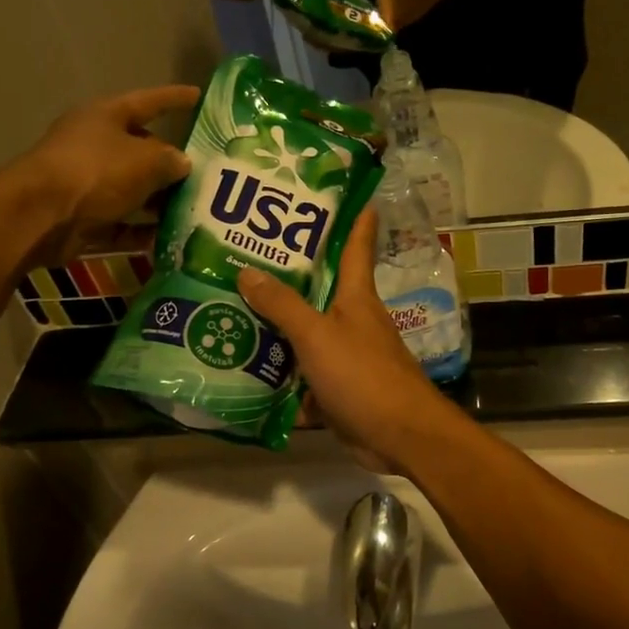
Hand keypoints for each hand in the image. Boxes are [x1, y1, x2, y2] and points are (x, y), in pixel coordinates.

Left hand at [12, 85, 199, 265]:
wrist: (40, 216)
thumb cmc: (95, 172)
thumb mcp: (145, 160)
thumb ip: (171, 160)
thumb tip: (183, 163)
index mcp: (105, 117)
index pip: (148, 102)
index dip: (174, 98)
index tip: (198, 96)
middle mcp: (95, 146)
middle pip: (141, 151)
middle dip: (171, 164)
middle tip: (207, 174)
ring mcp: (87, 184)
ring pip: (132, 191)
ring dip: (160, 202)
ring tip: (194, 211)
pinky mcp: (84, 219)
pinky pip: (121, 224)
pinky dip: (142, 232)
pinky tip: (169, 239)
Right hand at [237, 210, 461, 470]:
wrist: (398, 436)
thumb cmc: (363, 375)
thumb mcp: (317, 335)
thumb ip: (282, 305)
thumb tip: (246, 271)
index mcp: (356, 296)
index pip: (356, 245)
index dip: (354, 218)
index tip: (347, 192)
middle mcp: (353, 319)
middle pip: (320, 289)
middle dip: (289, 273)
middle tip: (245, 253)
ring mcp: (346, 355)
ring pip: (306, 333)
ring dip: (276, 326)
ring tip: (231, 308)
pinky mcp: (338, 388)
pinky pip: (303, 374)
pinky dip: (280, 373)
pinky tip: (245, 368)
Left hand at [323, 0, 462, 31]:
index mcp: (383, 15)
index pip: (358, 40)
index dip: (337, 44)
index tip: (318, 41)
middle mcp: (388, 29)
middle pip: (358, 44)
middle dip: (335, 41)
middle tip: (311, 35)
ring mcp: (392, 30)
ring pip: (364, 40)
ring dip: (344, 36)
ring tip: (320, 30)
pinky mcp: (395, 27)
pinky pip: (371, 33)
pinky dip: (355, 29)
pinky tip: (340, 21)